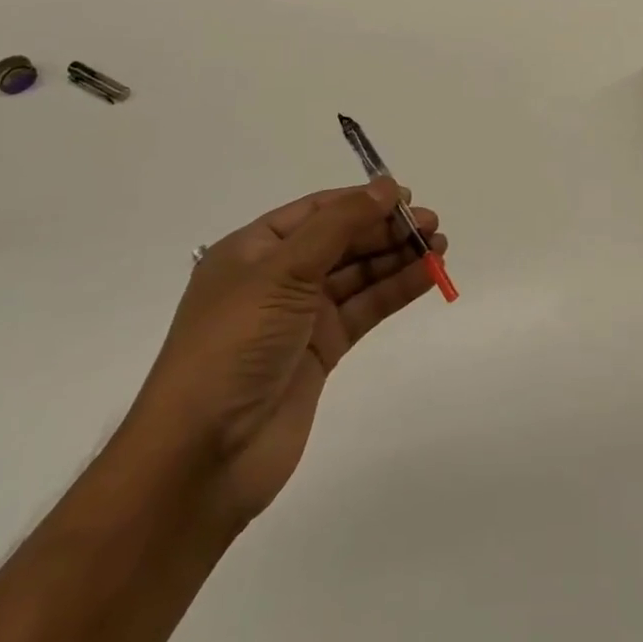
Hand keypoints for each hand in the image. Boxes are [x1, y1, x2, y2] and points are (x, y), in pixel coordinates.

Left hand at [122, 179, 446, 525]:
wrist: (204, 456)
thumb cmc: (234, 345)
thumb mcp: (282, 272)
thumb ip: (339, 225)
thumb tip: (386, 186)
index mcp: (254, 250)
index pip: (317, 211)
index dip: (362, 200)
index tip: (408, 197)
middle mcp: (277, 277)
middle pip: (342, 240)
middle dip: (386, 229)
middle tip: (432, 226)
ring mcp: (301, 316)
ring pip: (358, 274)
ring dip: (397, 258)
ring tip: (439, 247)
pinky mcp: (322, 351)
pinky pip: (365, 309)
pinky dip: (395, 290)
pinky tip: (427, 276)